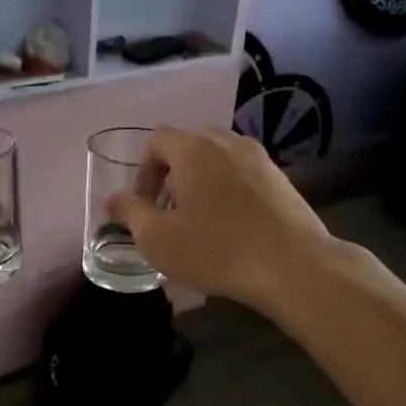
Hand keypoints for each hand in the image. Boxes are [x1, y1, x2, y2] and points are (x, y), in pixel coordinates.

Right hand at [107, 127, 335, 309]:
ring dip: (202, 181)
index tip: (146, 206)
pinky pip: (243, 174)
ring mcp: (259, 158)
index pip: (157, 140)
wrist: (292, 265)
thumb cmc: (216, 249)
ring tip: (200, 219)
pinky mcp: (282, 179)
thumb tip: (113, 200)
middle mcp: (228, 142)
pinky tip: (233, 226)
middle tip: (170, 211)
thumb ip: (131, 214)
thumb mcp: (158, 239)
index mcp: (194, 149)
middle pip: (190, 144)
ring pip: (219, 158)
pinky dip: (229, 189)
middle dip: (173, 173)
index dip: (144, 171)